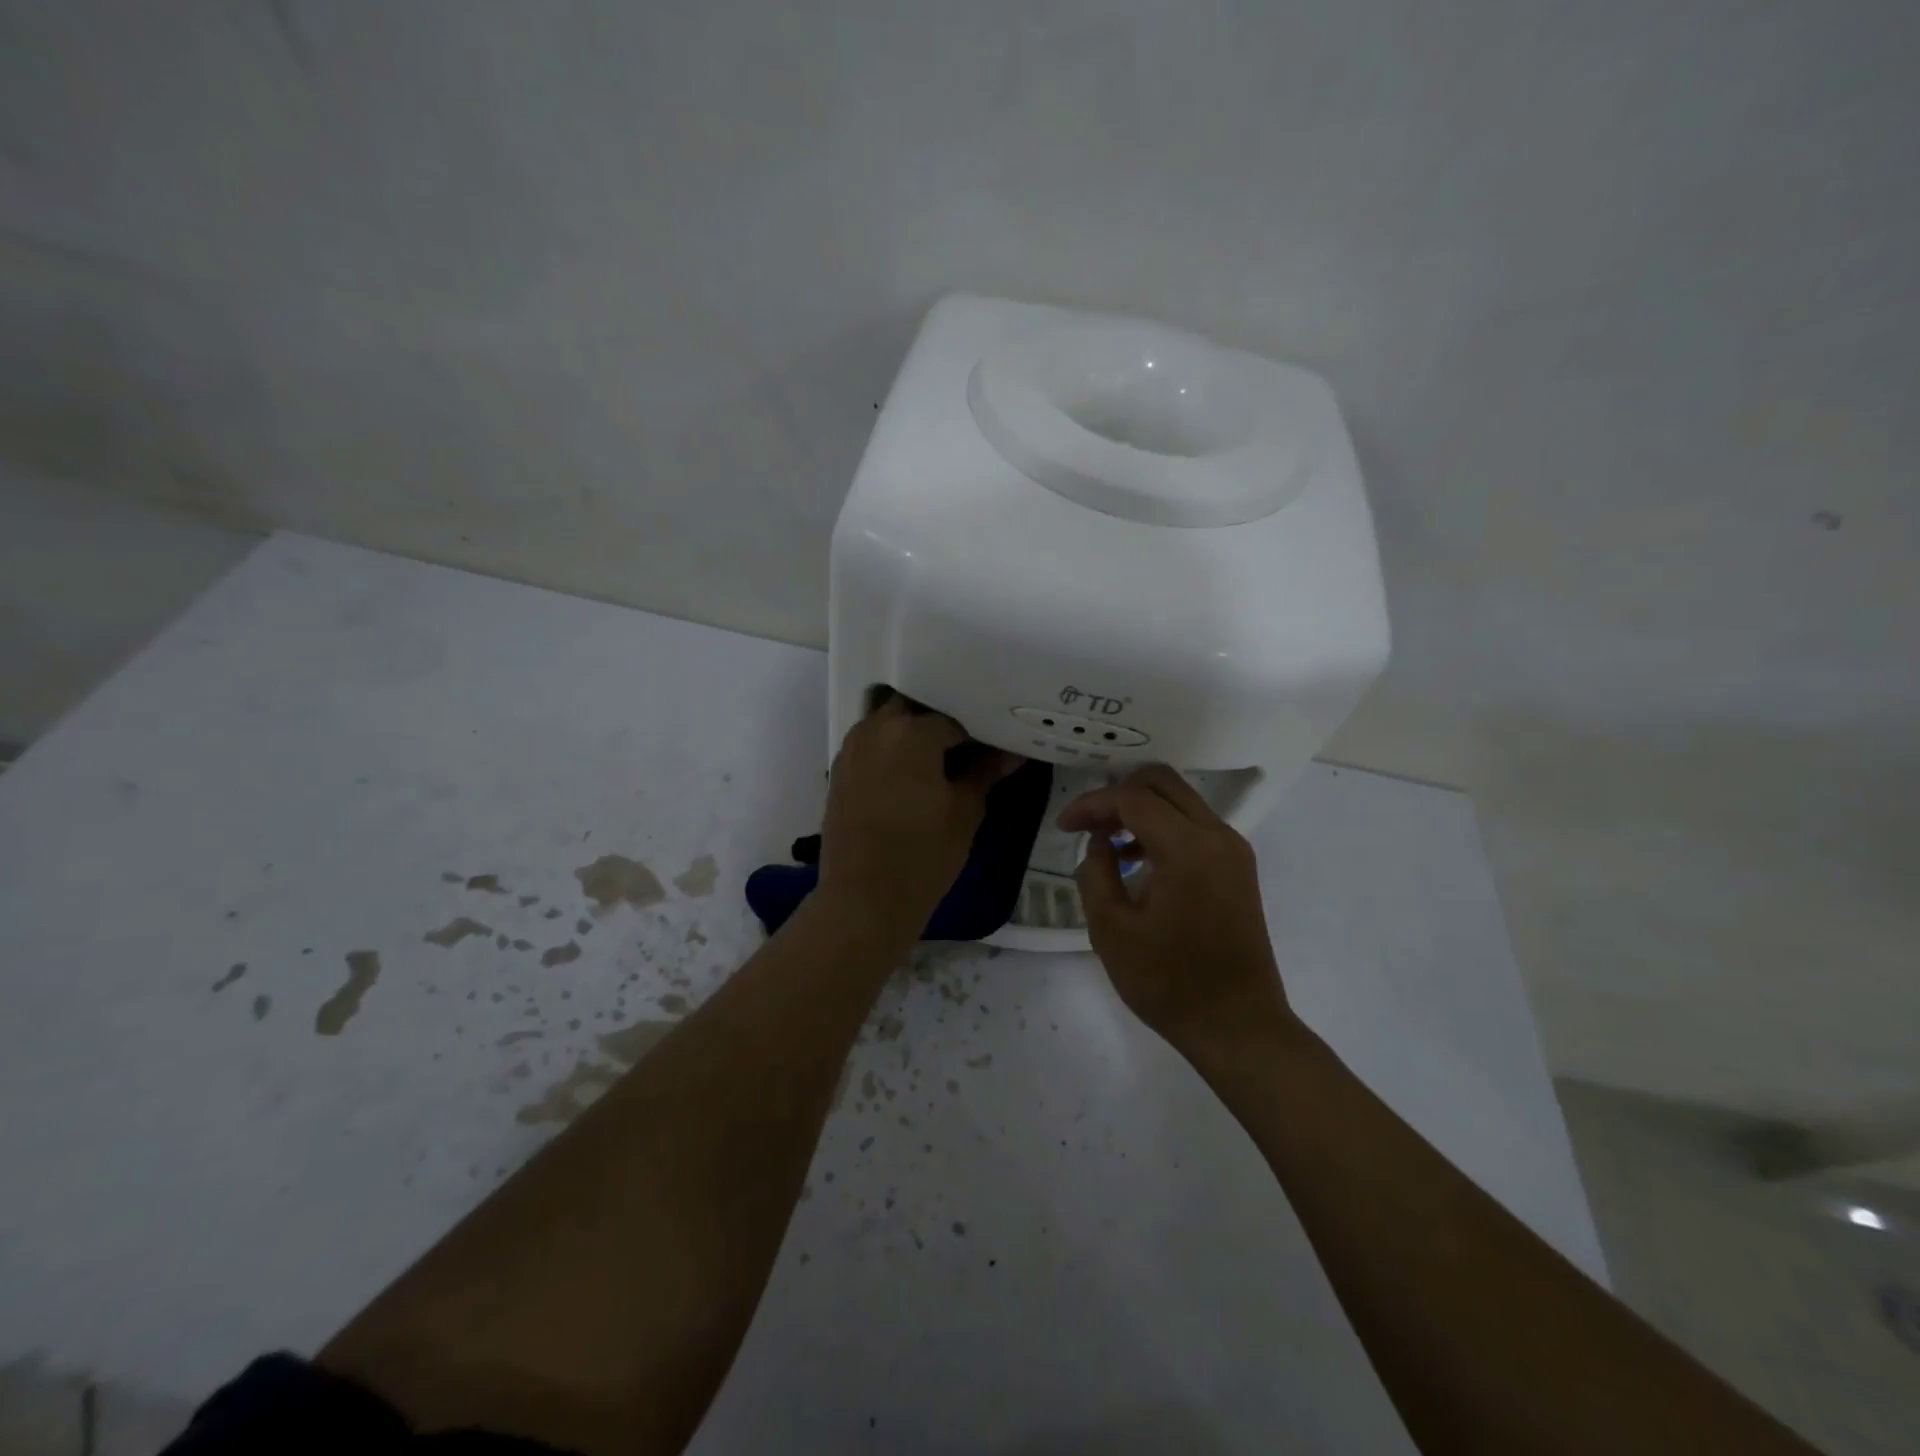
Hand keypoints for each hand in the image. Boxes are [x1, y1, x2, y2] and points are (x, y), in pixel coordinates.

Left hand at [819, 697, 1017, 941]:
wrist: (863, 899)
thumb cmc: (923, 853)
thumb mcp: (965, 811)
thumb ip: (985, 772)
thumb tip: (1012, 752)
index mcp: (911, 731)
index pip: (954, 718)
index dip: (979, 732)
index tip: (996, 746)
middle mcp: (876, 729)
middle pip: (915, 709)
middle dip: (941, 722)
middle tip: (968, 747)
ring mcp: (852, 749)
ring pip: (889, 723)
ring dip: (914, 733)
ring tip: (942, 760)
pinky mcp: (840, 772)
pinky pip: (872, 745)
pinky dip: (893, 750)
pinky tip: (913, 775)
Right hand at [1059, 765, 1293, 1055]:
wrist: (1239, 1026)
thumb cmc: (1169, 983)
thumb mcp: (1112, 930)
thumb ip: (1096, 873)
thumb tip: (1099, 841)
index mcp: (1187, 848)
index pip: (1131, 799)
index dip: (1091, 805)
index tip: (1063, 827)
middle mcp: (1217, 835)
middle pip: (1161, 782)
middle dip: (1117, 794)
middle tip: (1087, 825)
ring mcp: (1233, 849)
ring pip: (1180, 800)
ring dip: (1141, 809)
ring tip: (1108, 844)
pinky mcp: (1238, 867)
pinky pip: (1195, 824)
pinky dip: (1163, 827)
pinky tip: (1139, 860)